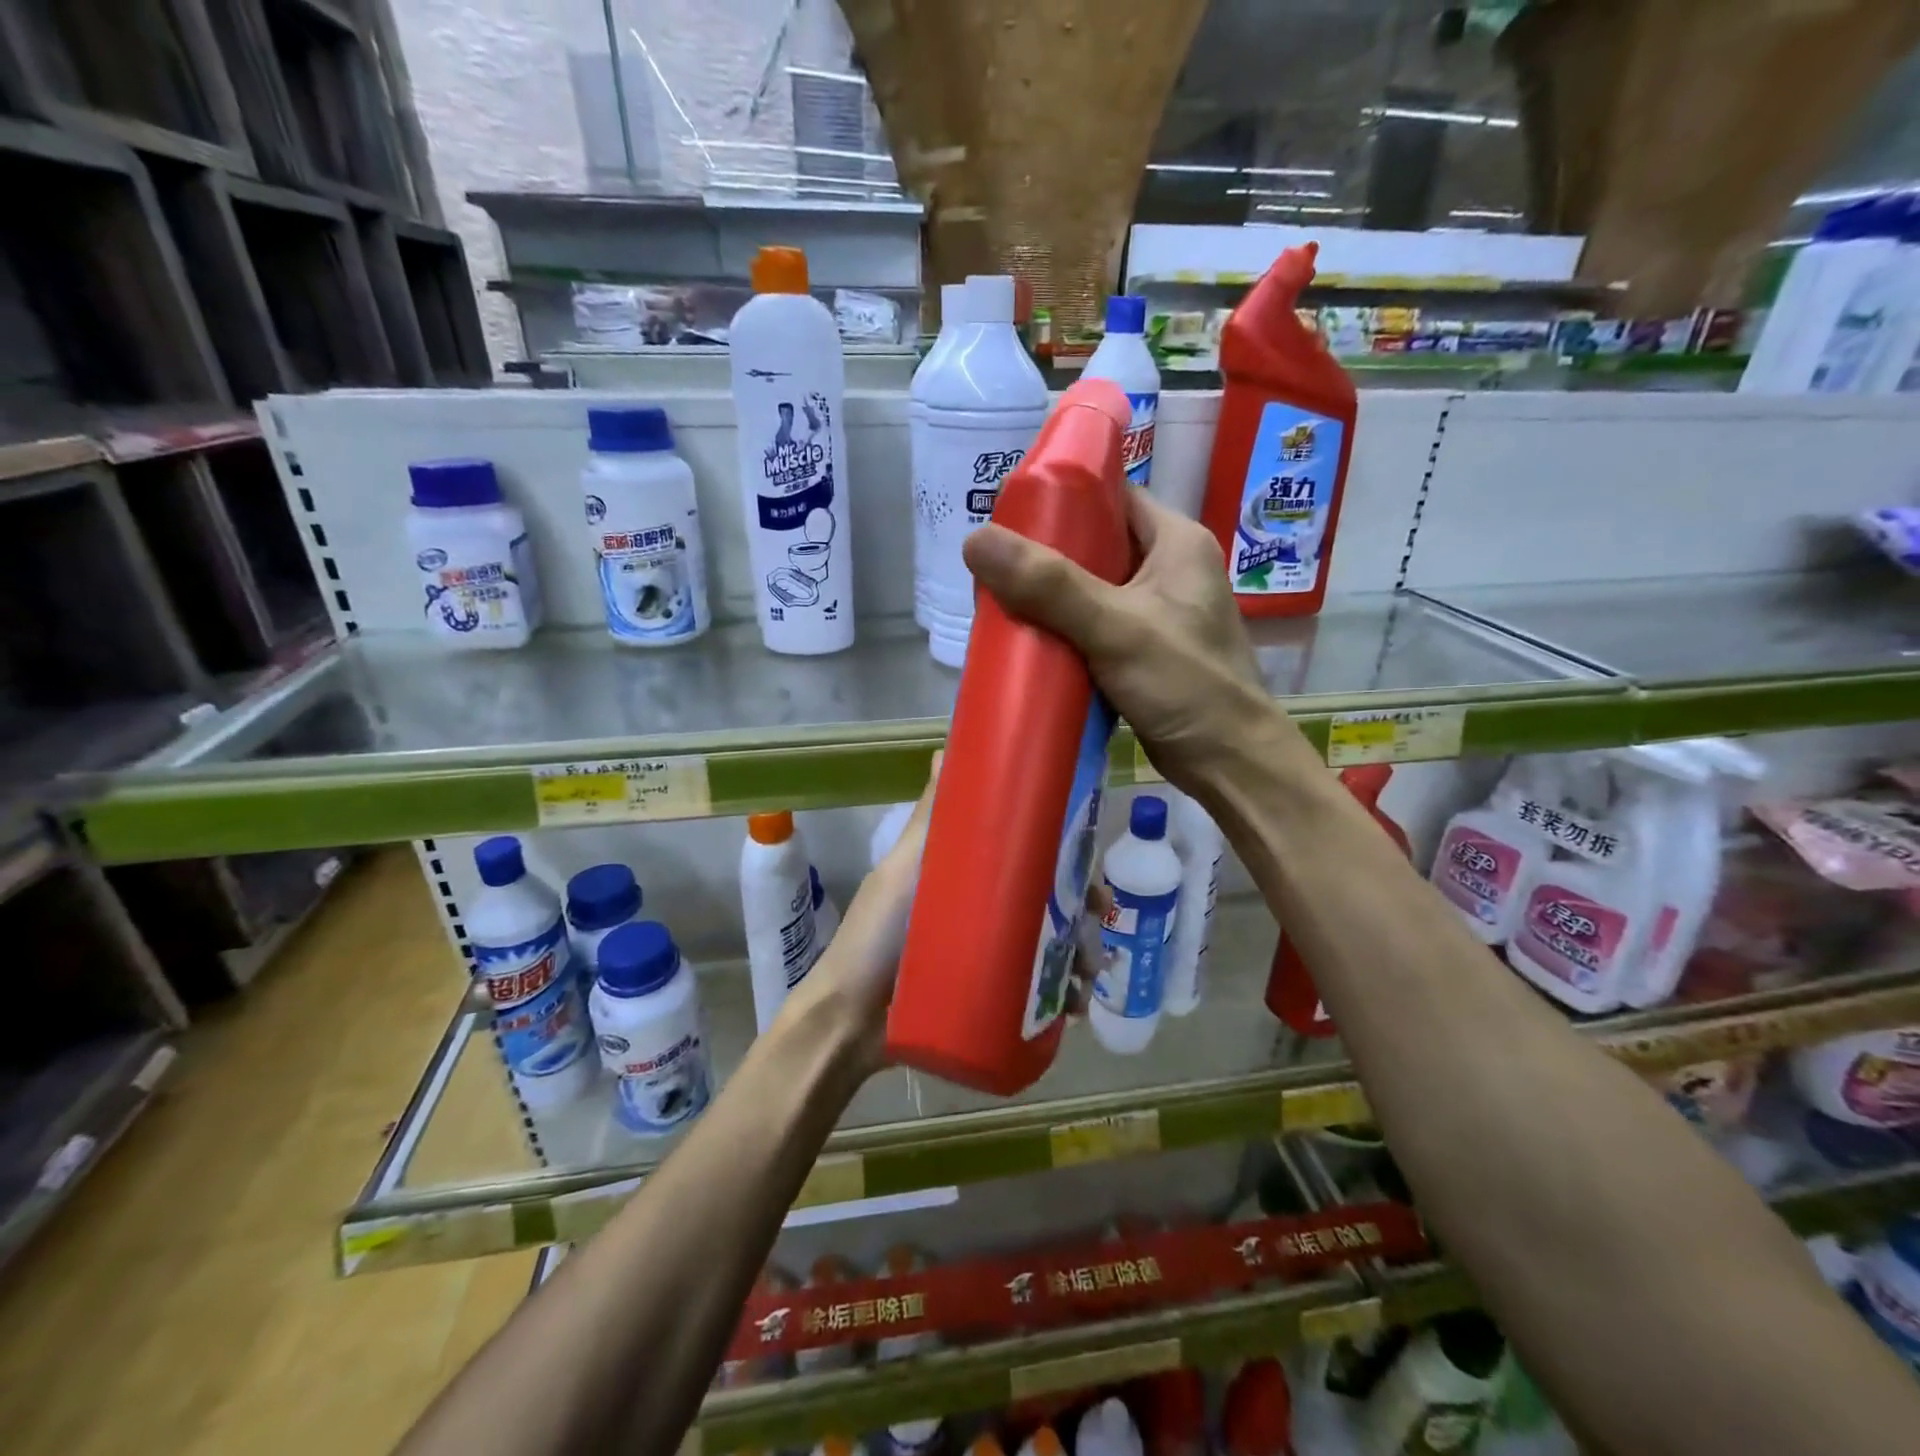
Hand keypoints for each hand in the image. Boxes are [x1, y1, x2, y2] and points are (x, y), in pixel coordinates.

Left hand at [782, 754, 1104, 1079]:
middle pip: (1050, 903)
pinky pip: (1041, 992)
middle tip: (1096, 929)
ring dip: (1081, 957)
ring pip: (1053, 947)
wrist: (850, 1023)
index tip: (1089, 863)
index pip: (1030, 857)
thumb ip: (928, 820)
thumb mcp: (902, 872)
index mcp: (970, 876)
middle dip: (1082, 913)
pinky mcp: (993, 997)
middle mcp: (987, 911)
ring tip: (1088, 978)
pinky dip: (1065, 995)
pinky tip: (1076, 1006)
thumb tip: (945, 750)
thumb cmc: (875, 938)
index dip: (1066, 857)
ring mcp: (991, 956)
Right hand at [963, 486, 1279, 792]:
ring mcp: (1156, 614)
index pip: (1114, 495)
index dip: (1063, 495)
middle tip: (994, 564)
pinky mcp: (1143, 652)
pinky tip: (1029, 641)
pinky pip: (1093, 628)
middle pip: (1096, 544)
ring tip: (1000, 600)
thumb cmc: (1186, 683)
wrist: (1228, 763)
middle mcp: (1169, 570)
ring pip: (1091, 590)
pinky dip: (1063, 632)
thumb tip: (976, 540)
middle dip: (1045, 554)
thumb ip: (1049, 585)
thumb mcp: (1116, 627)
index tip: (1009, 510)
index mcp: (1176, 542)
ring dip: (1050, 597)